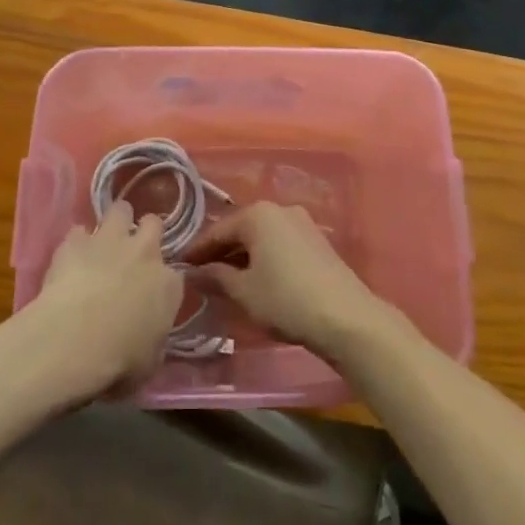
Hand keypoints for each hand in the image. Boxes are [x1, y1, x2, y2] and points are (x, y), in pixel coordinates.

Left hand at [25, 201, 182, 398]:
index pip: (175, 274)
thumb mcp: (148, 363)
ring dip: (114, 223)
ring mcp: (110, 241)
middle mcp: (145, 253)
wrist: (72, 342)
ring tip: (104, 242)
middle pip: (153, 224)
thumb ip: (153, 340)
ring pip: (120, 210)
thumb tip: (148, 336)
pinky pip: (79, 231)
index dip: (162, 282)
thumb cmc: (117, 363)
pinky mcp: (75, 241)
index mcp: (168, 285)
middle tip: (133, 252)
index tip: (152, 294)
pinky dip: (77, 242)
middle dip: (145, 233)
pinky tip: (70, 258)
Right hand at [185, 202, 387, 359]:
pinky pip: (279, 243)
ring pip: (261, 237)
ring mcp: (301, 223)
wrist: (345, 315)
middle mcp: (280, 209)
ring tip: (225, 280)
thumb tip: (194, 273)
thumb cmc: (285, 299)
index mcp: (258, 214)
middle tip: (200, 275)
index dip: (197, 250)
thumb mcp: (243, 291)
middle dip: (220, 252)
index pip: (218, 230)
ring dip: (243, 256)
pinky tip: (256, 279)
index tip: (180, 266)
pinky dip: (263, 257)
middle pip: (241, 229)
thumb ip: (216, 278)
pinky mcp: (316, 240)